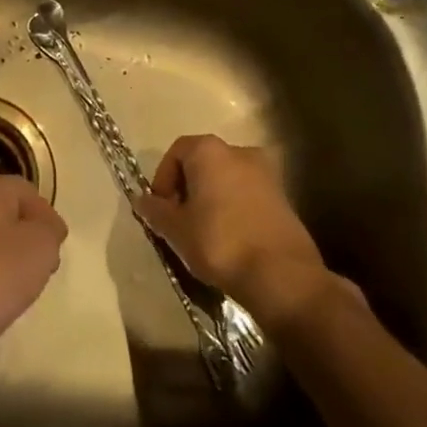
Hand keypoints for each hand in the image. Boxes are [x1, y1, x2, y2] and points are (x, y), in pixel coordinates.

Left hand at [0, 175, 66, 373]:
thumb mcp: (40, 248)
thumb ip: (48, 231)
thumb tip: (43, 228)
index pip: (25, 190)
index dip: (46, 216)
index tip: (58, 247)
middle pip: (1, 212)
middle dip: (24, 236)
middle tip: (42, 267)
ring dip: (2, 257)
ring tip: (17, 289)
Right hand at [134, 134, 337, 327]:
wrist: (282, 276)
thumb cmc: (220, 242)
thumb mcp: (176, 229)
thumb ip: (156, 211)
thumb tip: (142, 200)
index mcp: (209, 150)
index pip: (176, 152)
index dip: (163, 179)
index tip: (161, 209)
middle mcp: (239, 151)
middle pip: (203, 163)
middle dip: (188, 188)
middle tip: (180, 220)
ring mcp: (267, 174)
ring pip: (227, 180)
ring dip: (212, 199)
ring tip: (204, 232)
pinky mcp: (284, 198)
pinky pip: (248, 196)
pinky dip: (235, 209)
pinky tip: (231, 239)